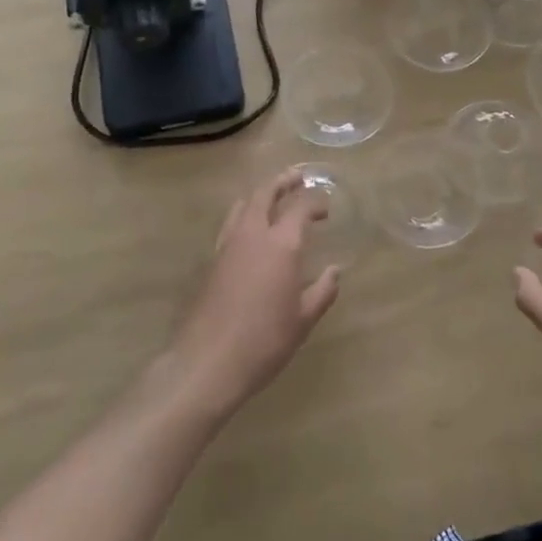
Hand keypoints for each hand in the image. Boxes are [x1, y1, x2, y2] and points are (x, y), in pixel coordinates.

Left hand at [163, 169, 338, 418]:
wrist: (206, 363)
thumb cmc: (265, 341)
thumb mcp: (303, 319)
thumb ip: (323, 290)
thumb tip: (335, 271)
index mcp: (282, 244)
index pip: (300, 207)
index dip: (315, 201)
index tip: (326, 209)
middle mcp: (253, 235)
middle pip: (265, 193)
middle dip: (284, 182)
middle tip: (298, 177)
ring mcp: (227, 245)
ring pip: (244, 204)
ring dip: (261, 194)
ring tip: (274, 197)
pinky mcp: (211, 261)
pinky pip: (230, 224)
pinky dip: (245, 215)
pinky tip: (251, 230)